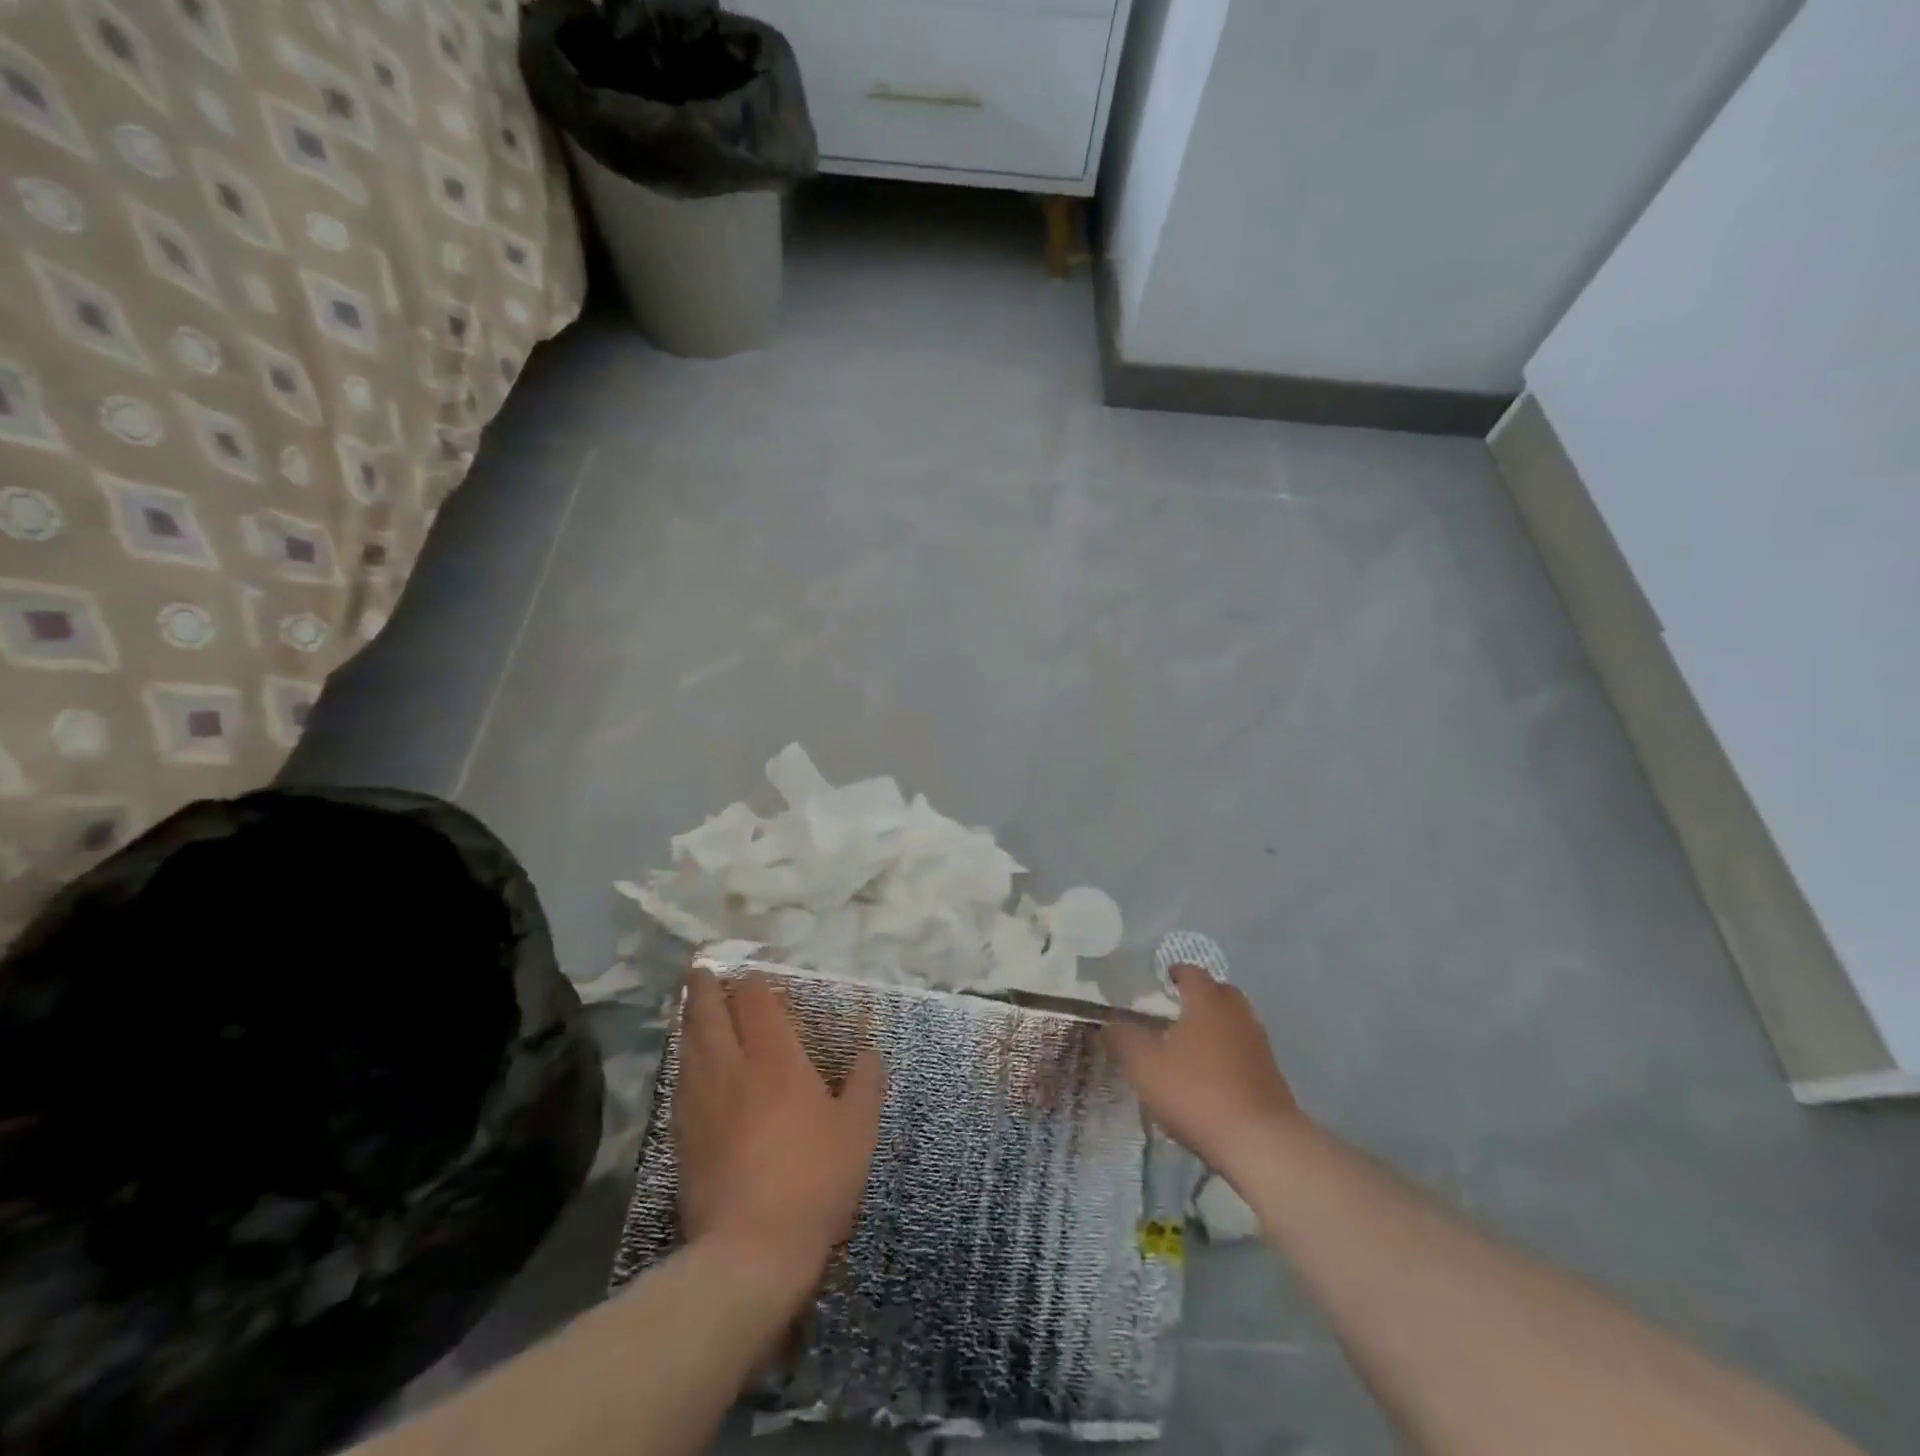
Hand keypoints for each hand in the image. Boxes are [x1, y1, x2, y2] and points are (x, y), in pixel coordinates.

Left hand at [674, 968, 886, 1290]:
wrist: (749, 1250)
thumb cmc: (814, 1179)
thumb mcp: (858, 1130)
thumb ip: (866, 1083)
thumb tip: (869, 1052)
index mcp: (775, 1057)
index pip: (756, 1001)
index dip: (753, 982)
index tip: (753, 973)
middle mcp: (732, 1067)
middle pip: (710, 1013)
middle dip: (705, 987)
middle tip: (700, 968)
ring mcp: (701, 1101)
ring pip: (688, 1044)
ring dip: (689, 1019)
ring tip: (689, 1005)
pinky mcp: (682, 1136)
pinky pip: (680, 1080)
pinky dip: (683, 1059)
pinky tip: (687, 1065)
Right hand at [1107, 964, 1302, 1176]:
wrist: (1260, 1142)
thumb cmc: (1196, 1092)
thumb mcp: (1145, 1066)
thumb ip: (1123, 1040)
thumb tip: (1109, 1025)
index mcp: (1207, 1001)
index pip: (1192, 973)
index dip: (1175, 973)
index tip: (1162, 980)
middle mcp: (1237, 1014)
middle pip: (1218, 992)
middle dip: (1199, 996)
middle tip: (1176, 1010)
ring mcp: (1259, 1044)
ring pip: (1234, 1022)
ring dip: (1215, 1026)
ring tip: (1191, 1045)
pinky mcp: (1271, 1074)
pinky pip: (1244, 1050)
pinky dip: (1228, 1053)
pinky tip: (1212, 1076)